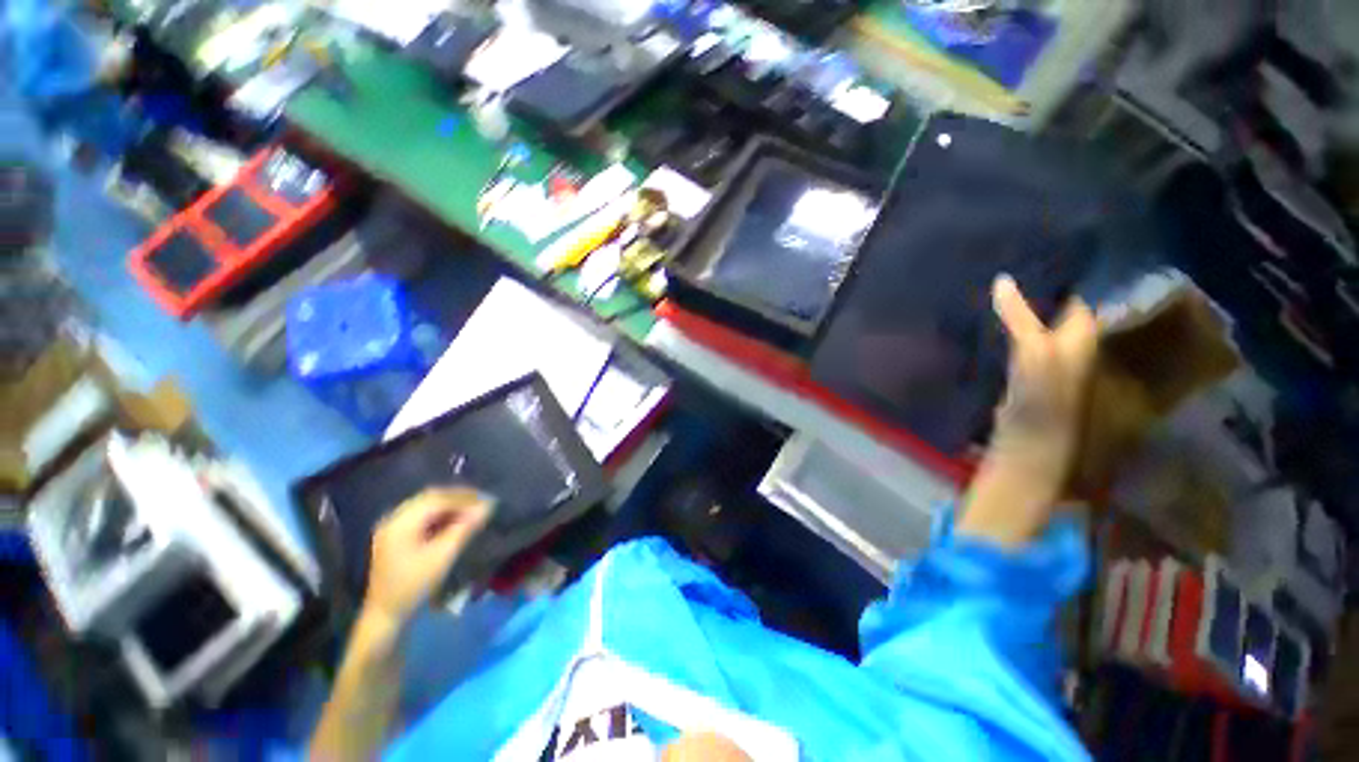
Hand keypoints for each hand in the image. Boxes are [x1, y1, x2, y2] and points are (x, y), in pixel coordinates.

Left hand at [362, 488, 491, 627]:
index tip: (487, 501)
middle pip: (431, 498)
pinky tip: (455, 521)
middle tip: (482, 503)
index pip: (437, 498)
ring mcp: (393, 527)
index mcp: (401, 522)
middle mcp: (394, 518)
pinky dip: (441, 515)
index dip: (464, 497)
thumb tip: (487, 506)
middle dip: (458, 498)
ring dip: (451, 505)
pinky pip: (422, 516)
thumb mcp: (442, 556)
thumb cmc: (414, 585)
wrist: (385, 615)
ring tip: (473, 511)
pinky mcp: (397, 536)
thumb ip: (465, 528)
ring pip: (427, 505)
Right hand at [957, 277, 1097, 545]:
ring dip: (1016, 305)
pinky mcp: (1022, 369)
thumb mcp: (1034, 352)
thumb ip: (1021, 317)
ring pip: (1032, 321)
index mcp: (1079, 334)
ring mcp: (1044, 356)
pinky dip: (1004, 325)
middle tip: (1002, 261)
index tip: (1030, 250)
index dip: (1056, 272)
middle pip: (1052, 305)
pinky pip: (1015, 337)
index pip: (1073, 294)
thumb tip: (1003, 280)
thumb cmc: (1042, 396)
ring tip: (989, 283)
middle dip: (1032, 285)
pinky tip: (984, 317)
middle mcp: (1067, 342)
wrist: (1029, 441)